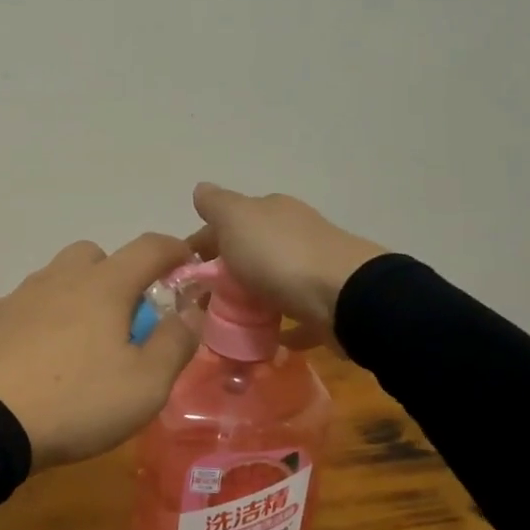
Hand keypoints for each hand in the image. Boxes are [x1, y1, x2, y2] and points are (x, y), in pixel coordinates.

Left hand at [0, 233, 200, 471]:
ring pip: (59, 277)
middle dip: (119, 275)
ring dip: (79, 295)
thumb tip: (192, 309)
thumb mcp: (146, 384)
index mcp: (104, 286)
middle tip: (126, 318)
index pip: (149, 247)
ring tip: (83, 343)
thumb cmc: (76, 401)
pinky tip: (43, 356)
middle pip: (96, 255)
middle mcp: (61, 278)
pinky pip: (29, 304)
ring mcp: (21, 296)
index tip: (189, 265)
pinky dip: (45, 317)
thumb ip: (176, 342)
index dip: (175, 250)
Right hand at [187, 183, 387, 349]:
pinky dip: (277, 325)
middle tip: (201, 306)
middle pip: (248, 253)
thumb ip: (215, 204)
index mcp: (271, 210)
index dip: (202, 245)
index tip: (184, 275)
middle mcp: (293, 233)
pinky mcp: (325, 303)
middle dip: (223, 275)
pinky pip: (294, 315)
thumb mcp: (236, 219)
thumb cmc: (280, 255)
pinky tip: (262, 340)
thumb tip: (200, 189)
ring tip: (226, 327)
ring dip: (249, 300)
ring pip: (270, 283)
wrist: (345, 297)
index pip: (226, 222)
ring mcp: (312, 268)